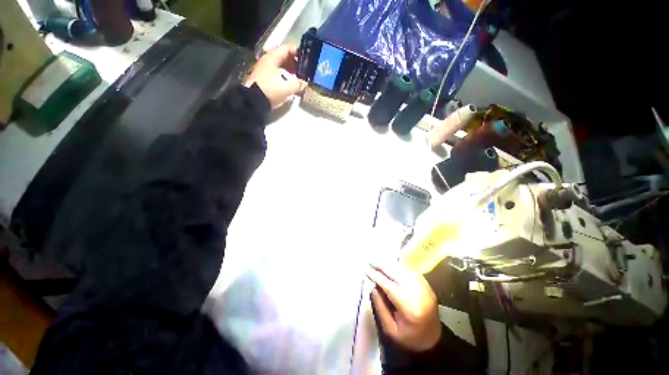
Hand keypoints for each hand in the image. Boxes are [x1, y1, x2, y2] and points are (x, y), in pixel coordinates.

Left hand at [244, 44, 306, 108]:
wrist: (252, 101)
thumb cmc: (270, 91)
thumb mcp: (287, 89)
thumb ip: (297, 84)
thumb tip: (304, 82)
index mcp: (272, 58)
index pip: (286, 48)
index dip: (297, 50)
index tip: (305, 56)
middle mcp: (266, 59)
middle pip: (281, 54)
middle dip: (293, 60)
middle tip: (302, 67)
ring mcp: (262, 67)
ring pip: (277, 62)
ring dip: (287, 67)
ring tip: (296, 75)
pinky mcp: (261, 76)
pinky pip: (274, 69)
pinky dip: (282, 72)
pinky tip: (287, 80)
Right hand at [366, 262, 441, 351]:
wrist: (434, 339)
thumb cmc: (410, 337)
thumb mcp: (391, 330)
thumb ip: (381, 308)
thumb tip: (373, 288)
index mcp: (410, 308)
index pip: (390, 286)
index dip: (377, 277)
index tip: (367, 270)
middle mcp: (419, 294)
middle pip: (397, 273)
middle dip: (383, 266)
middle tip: (371, 262)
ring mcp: (425, 287)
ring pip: (404, 270)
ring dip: (390, 264)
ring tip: (378, 262)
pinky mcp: (427, 285)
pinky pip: (410, 270)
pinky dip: (398, 266)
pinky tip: (390, 265)